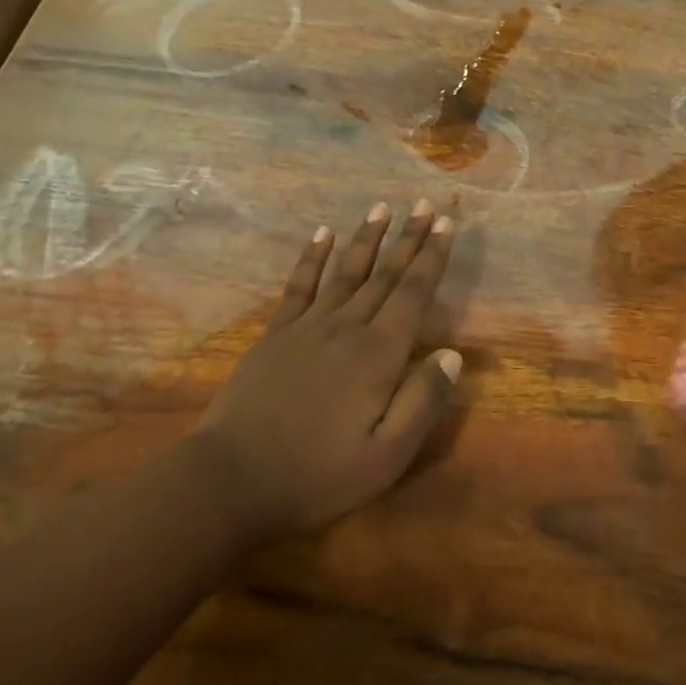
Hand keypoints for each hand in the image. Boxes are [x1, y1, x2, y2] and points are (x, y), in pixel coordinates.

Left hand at [193, 201, 461, 545]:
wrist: (232, 479)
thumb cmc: (317, 475)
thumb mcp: (385, 458)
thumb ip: (422, 403)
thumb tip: (453, 355)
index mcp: (378, 355)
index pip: (413, 294)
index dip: (432, 257)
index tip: (447, 224)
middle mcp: (347, 327)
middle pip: (385, 274)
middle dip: (408, 238)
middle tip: (425, 205)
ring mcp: (308, 326)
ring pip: (346, 271)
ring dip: (367, 237)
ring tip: (382, 207)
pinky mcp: (277, 334)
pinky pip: (300, 285)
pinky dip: (313, 257)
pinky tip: (322, 234)